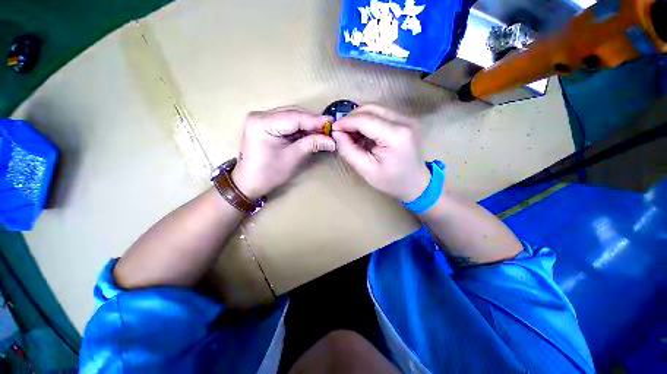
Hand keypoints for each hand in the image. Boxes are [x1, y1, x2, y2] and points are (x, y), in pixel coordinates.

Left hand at [232, 107, 335, 199]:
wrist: (249, 182)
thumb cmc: (269, 173)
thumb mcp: (292, 158)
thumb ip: (312, 144)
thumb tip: (332, 141)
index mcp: (262, 123)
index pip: (294, 117)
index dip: (315, 120)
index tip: (332, 123)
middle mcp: (260, 115)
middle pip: (292, 113)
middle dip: (312, 121)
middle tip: (329, 128)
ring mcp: (261, 118)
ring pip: (291, 116)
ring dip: (307, 124)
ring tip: (322, 131)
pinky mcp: (264, 124)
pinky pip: (286, 121)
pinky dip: (299, 127)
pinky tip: (310, 132)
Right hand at [332, 105, 429, 201]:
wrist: (417, 183)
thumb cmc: (392, 181)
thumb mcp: (366, 170)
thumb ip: (349, 151)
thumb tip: (337, 134)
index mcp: (395, 136)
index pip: (364, 119)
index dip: (346, 122)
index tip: (333, 129)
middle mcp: (404, 121)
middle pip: (370, 109)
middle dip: (351, 119)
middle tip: (341, 132)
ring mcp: (407, 119)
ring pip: (375, 109)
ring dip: (359, 119)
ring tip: (352, 135)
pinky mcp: (406, 120)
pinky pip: (382, 115)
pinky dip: (368, 122)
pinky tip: (363, 135)